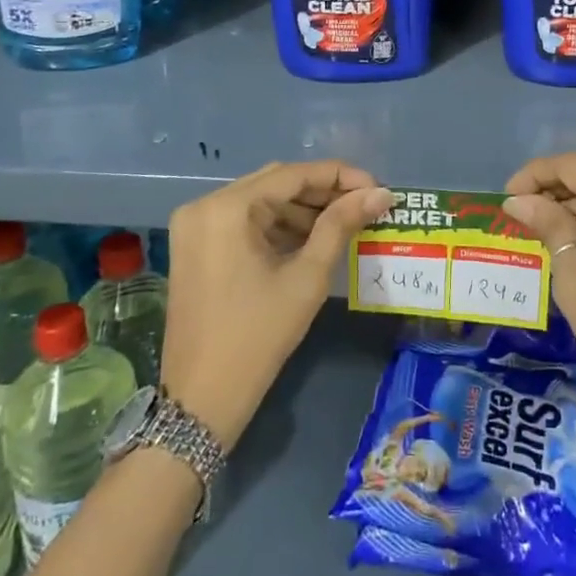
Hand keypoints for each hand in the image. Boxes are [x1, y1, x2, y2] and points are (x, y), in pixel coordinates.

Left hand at [161, 161, 391, 451]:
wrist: (201, 400)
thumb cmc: (258, 336)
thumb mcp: (307, 277)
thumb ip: (341, 225)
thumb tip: (381, 193)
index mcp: (226, 208)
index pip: (293, 174)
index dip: (339, 176)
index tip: (376, 188)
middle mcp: (204, 205)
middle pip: (275, 183)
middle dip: (322, 191)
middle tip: (364, 204)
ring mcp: (195, 226)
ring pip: (260, 200)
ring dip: (301, 208)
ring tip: (345, 222)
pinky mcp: (195, 246)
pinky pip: (243, 221)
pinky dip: (277, 225)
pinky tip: (311, 238)